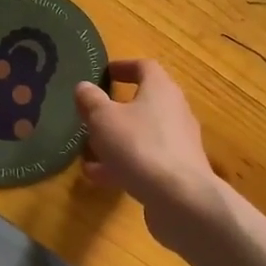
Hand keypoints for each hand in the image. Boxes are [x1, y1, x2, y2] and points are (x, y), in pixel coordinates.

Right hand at [74, 59, 219, 223]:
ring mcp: (178, 143)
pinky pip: (145, 160)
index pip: (145, 67)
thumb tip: (84, 87)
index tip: (104, 73)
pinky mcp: (177, 171)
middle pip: (144, 102)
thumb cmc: (139, 146)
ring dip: (116, 140)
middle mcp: (174, 111)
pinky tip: (98, 177)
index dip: (123, 67)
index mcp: (161, 89)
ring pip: (142, 135)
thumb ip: (91, 101)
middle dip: (116, 109)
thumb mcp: (103, 119)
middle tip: (92, 115)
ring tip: (87, 151)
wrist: (180, 198)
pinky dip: (123, 164)